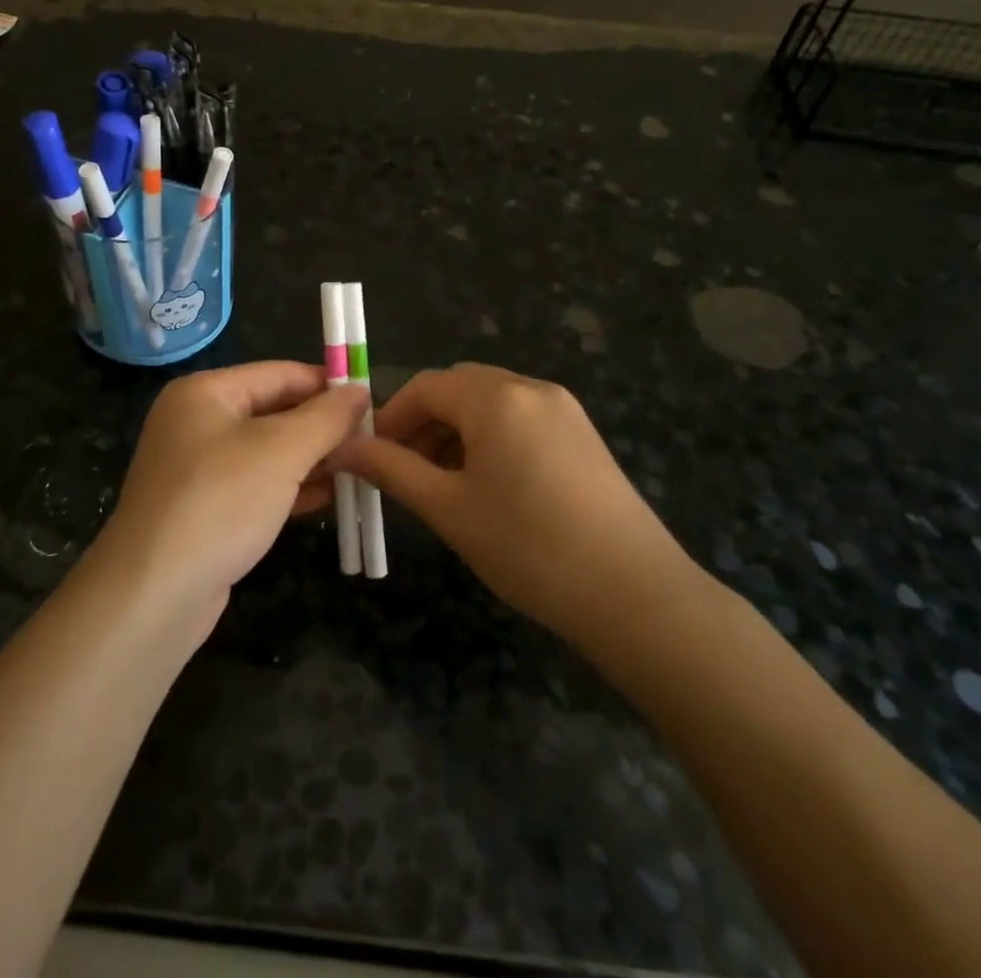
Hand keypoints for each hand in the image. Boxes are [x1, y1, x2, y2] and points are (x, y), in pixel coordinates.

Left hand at [95, 361, 367, 636]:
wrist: (153, 594)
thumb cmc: (220, 502)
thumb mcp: (281, 451)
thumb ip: (325, 417)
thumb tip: (360, 392)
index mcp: (205, 392)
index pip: (279, 373)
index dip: (327, 384)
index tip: (372, 401)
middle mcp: (197, 422)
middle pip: (274, 411)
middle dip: (322, 426)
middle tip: (372, 439)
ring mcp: (198, 468)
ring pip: (268, 451)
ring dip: (312, 458)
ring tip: (361, 468)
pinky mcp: (204, 509)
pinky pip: (257, 485)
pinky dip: (292, 488)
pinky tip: (330, 497)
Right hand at [335, 363, 702, 642]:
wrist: (635, 595)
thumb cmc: (529, 548)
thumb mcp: (449, 509)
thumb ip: (392, 470)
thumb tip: (345, 449)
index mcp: (497, 397)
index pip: (426, 386)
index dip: (391, 416)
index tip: (371, 456)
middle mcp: (531, 388)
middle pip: (459, 388)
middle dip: (423, 422)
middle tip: (403, 469)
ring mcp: (564, 410)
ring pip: (491, 404)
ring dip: (455, 431)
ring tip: (440, 482)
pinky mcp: (583, 436)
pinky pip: (521, 420)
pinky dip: (490, 439)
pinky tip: (486, 484)